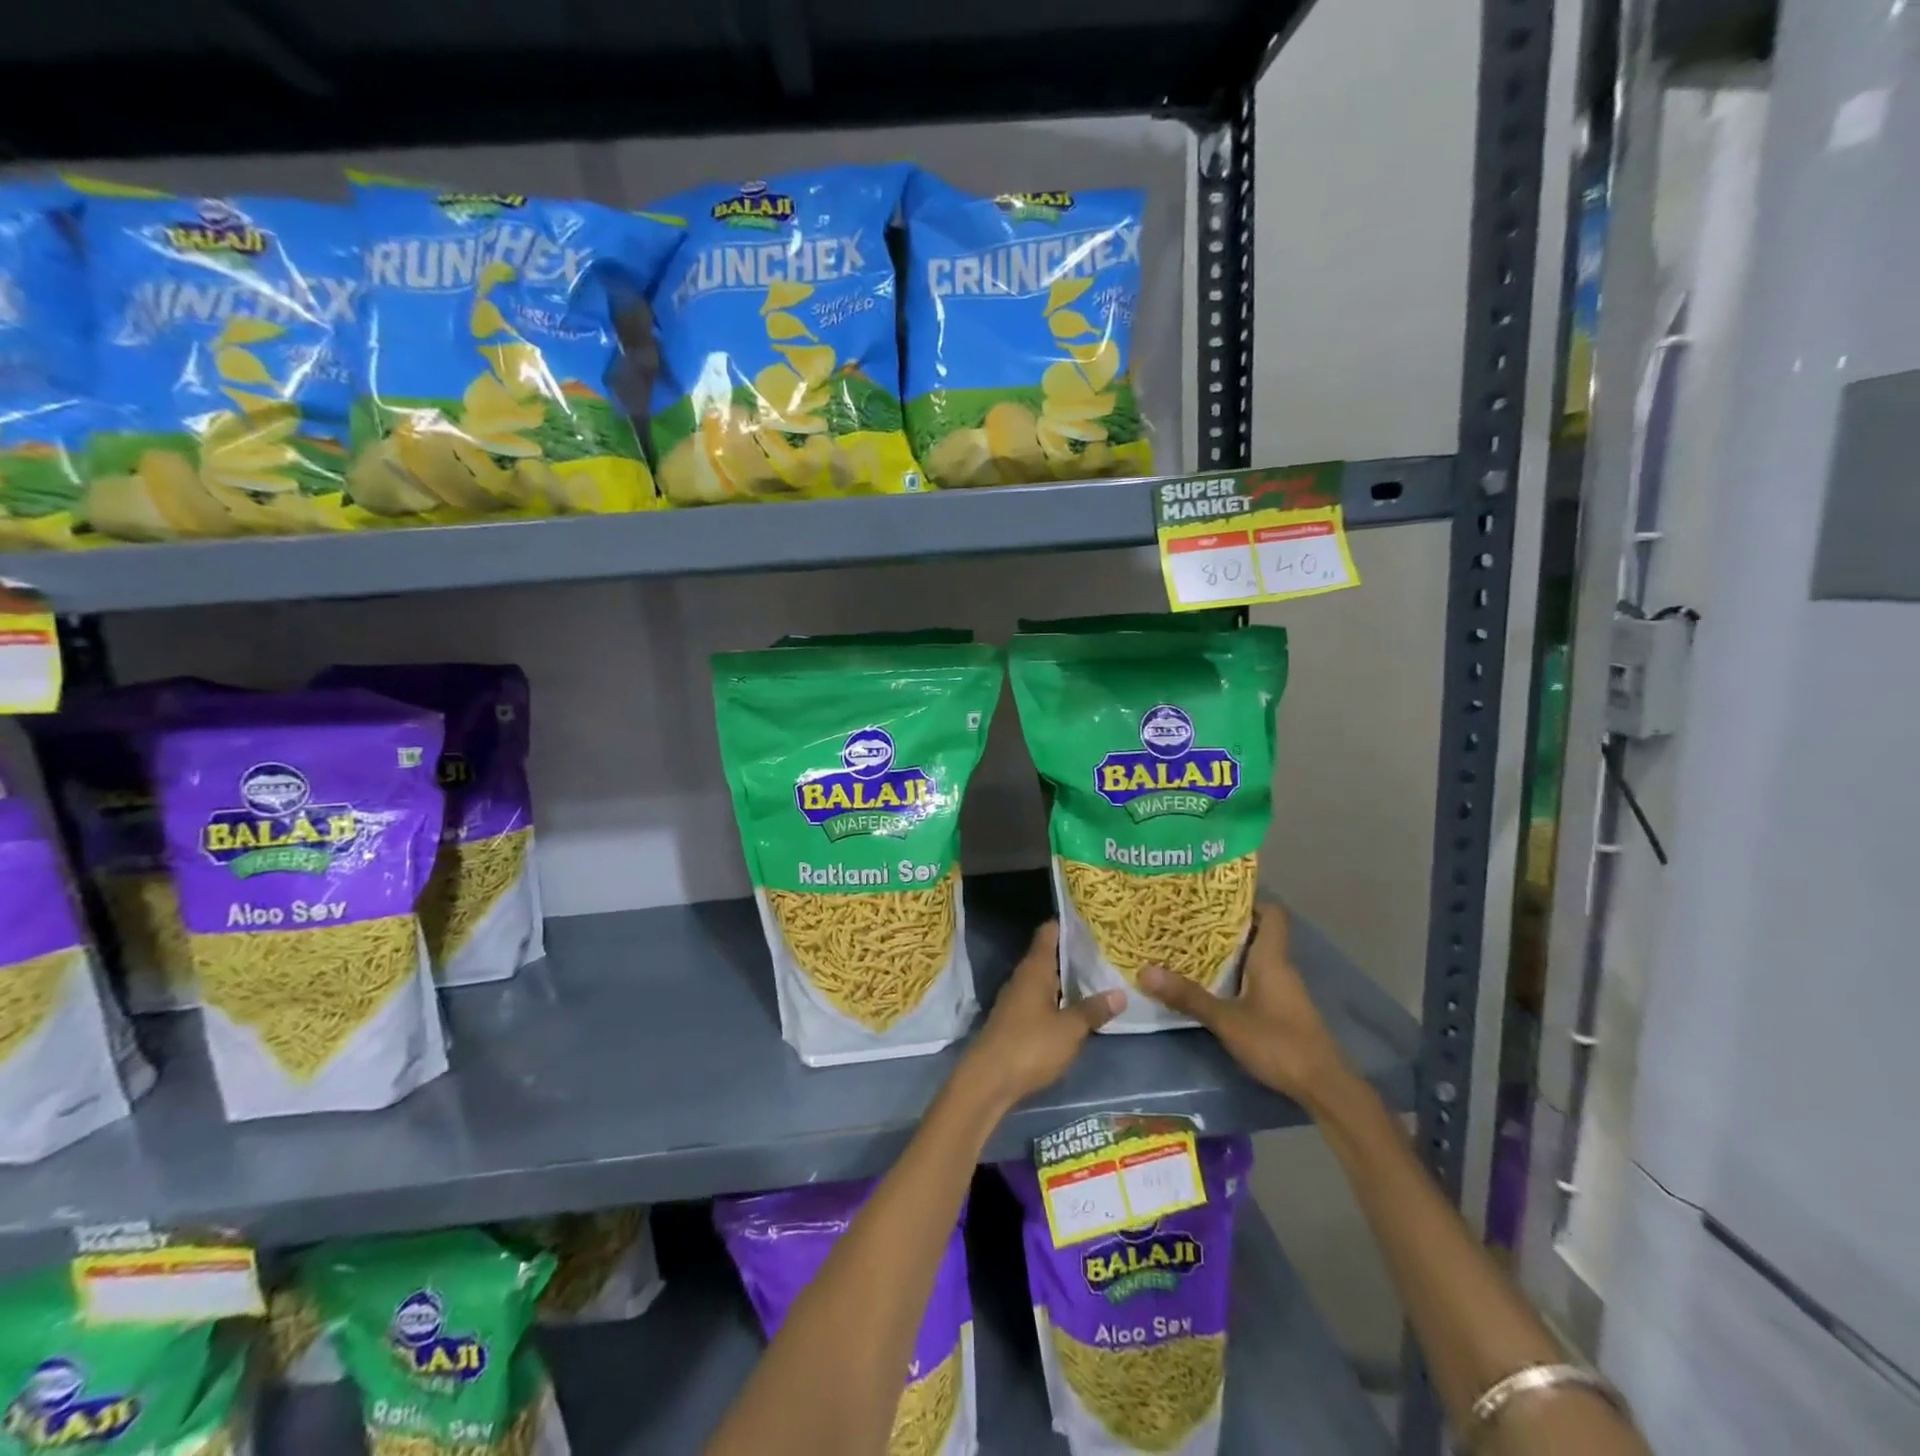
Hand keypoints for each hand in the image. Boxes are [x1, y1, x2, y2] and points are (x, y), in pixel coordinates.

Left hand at [960, 922, 1123, 1109]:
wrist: (988, 1081)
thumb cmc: (1030, 1046)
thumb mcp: (1070, 1029)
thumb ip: (1094, 1009)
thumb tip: (1120, 992)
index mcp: (1035, 968)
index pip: (1049, 932)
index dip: (1069, 923)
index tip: (1093, 920)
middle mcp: (1023, 977)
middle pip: (1049, 954)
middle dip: (1074, 953)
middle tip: (1106, 950)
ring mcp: (1016, 999)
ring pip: (1046, 978)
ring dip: (1067, 978)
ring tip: (1099, 976)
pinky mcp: (1015, 1020)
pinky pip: (1041, 999)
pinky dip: (1059, 998)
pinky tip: (1077, 1007)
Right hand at [1138, 902, 1349, 1106]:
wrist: (1323, 1087)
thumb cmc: (1278, 1042)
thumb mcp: (1227, 1020)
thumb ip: (1188, 996)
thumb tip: (1145, 971)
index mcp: (1271, 958)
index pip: (1272, 914)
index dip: (1248, 901)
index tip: (1214, 898)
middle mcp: (1281, 968)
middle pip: (1258, 934)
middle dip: (1225, 926)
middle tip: (1188, 921)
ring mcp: (1284, 991)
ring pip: (1255, 958)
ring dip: (1228, 953)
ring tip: (1190, 948)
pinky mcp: (1283, 1011)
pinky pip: (1256, 980)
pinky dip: (1235, 977)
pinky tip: (1211, 986)